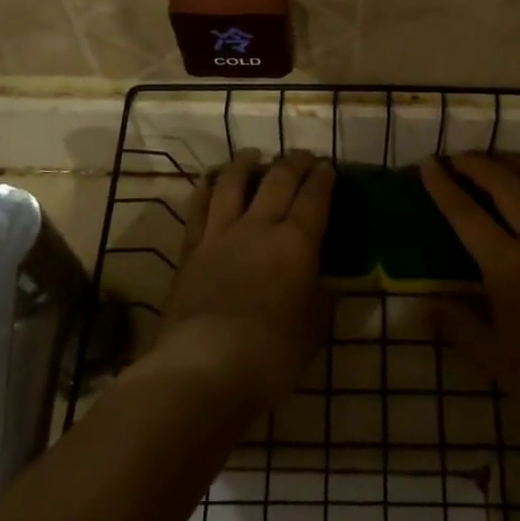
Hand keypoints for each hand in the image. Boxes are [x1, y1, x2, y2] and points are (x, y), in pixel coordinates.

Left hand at [152, 150, 333, 413]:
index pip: (314, 198)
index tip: (328, 166)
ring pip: (233, 184)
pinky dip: (206, 189)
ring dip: (245, 164)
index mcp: (296, 243)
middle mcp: (259, 227)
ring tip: (252, 154)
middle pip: (278, 181)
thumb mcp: (313, 327)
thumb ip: (319, 297)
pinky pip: (198, 209)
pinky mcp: (191, 250)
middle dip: (293, 163)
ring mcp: (220, 235)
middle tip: (302, 156)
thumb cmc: (272, 353)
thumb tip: (323, 281)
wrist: (205, 365)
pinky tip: (210, 181)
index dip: (323, 179)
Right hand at [421, 154, 519, 449]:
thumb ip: (455, 323)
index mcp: (508, 267)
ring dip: (516, 163)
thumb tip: (426, 302)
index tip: (428, 164)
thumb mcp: (490, 355)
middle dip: (477, 165)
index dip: (444, 187)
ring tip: (496, 157)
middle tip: (456, 157)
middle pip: (505, 186)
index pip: (467, 215)